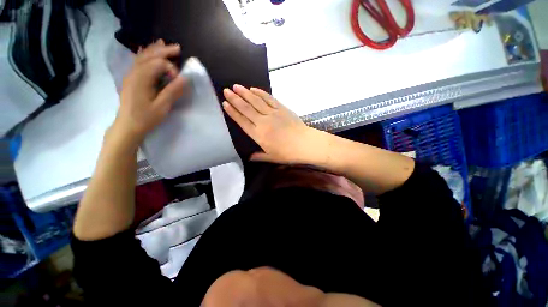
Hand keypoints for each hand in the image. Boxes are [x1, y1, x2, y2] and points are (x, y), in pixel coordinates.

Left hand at [114, 39, 185, 143]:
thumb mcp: (162, 107)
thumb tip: (184, 78)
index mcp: (141, 79)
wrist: (127, 126)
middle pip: (149, 56)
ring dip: (154, 50)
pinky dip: (145, 55)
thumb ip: (172, 91)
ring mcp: (131, 75)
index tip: (179, 80)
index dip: (171, 68)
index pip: (158, 64)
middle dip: (163, 51)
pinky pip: (138, 62)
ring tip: (164, 44)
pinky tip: (147, 51)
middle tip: (178, 49)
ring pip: (142, 57)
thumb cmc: (145, 118)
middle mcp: (134, 73)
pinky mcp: (131, 79)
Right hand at [222, 85, 324, 163]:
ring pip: (256, 101)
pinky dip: (261, 93)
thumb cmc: (288, 153)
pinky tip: (254, 89)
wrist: (305, 144)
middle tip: (226, 90)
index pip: (242, 121)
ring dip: (245, 93)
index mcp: (259, 135)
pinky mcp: (282, 108)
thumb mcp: (272, 157)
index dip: (233, 112)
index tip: (225, 104)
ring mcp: (273, 113)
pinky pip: (269, 98)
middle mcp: (263, 122)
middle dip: (235, 99)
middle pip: (246, 108)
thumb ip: (259, 156)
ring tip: (236, 86)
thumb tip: (249, 157)